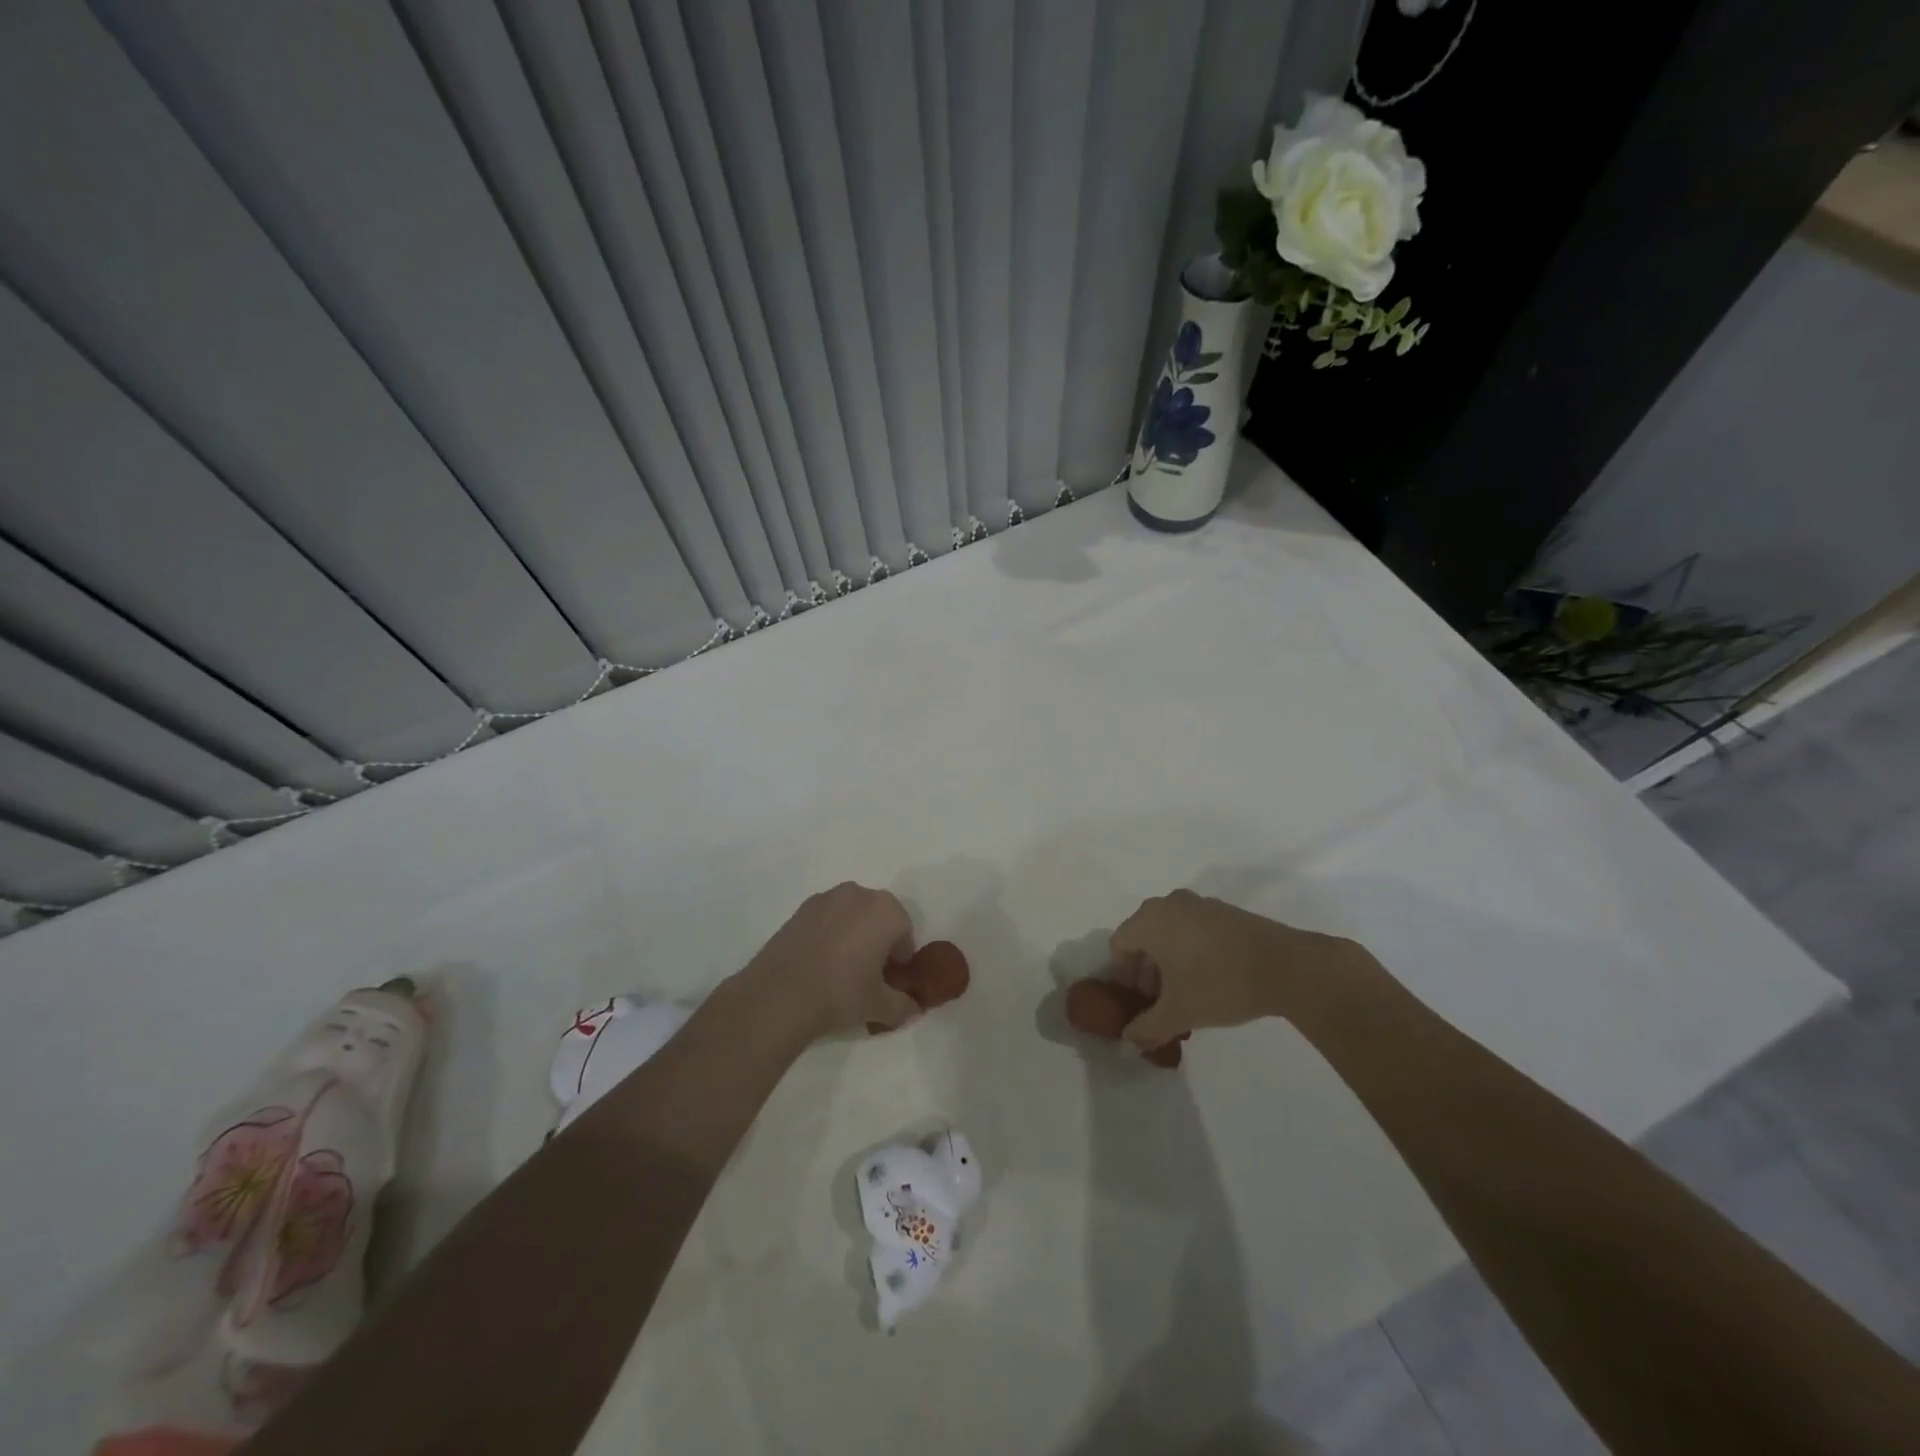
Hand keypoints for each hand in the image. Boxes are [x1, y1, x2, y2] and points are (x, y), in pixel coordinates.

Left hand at [743, 882, 921, 1037]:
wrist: (780, 994)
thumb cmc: (842, 993)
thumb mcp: (880, 1006)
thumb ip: (903, 1006)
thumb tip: (913, 1009)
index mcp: (886, 911)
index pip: (904, 932)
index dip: (900, 958)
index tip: (890, 980)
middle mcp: (859, 894)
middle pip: (878, 917)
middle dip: (878, 940)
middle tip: (869, 974)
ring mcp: (827, 898)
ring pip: (851, 915)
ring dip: (853, 934)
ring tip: (841, 968)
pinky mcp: (800, 909)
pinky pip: (827, 918)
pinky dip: (829, 934)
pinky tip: (818, 962)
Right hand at [1108, 890, 1371, 1050]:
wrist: (1286, 966)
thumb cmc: (1219, 983)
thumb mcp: (1178, 1013)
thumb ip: (1146, 1028)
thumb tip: (1127, 1042)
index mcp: (1150, 920)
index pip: (1119, 945)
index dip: (1122, 976)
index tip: (1137, 1002)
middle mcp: (1169, 904)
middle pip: (1143, 936)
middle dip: (1145, 970)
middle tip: (1158, 1001)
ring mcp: (1199, 904)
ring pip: (1169, 932)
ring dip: (1167, 961)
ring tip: (1184, 993)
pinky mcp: (1224, 911)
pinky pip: (1192, 928)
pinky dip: (1190, 950)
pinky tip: (1208, 979)